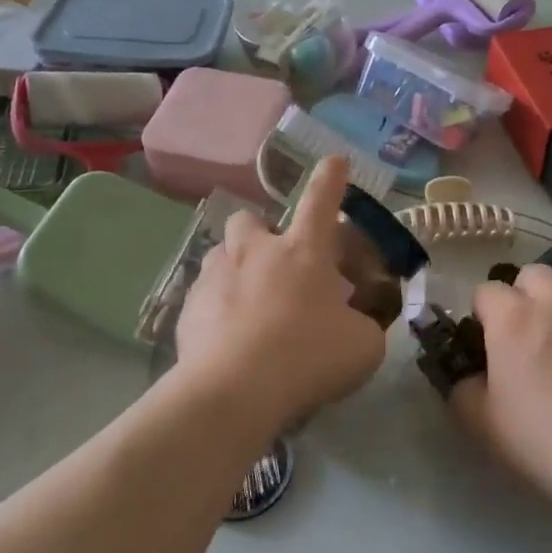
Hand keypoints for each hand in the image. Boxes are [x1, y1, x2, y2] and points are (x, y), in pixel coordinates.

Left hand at [173, 158, 388, 426]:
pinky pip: (203, 297)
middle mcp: (256, 252)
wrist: (235, 390)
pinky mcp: (188, 309)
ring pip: (220, 254)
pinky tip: (227, 339)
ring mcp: (216, 277)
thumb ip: (363, 326)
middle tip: (276, 262)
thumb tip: (357, 325)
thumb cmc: (309, 357)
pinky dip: (217, 309)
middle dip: (261, 231)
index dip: (330, 178)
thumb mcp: (363, 346)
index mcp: (303, 251)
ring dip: (235, 268)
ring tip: (248, 302)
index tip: (334, 162)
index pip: (321, 200)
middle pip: (250, 219)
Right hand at [448, 266, 551, 502]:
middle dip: (524, 296)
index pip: (486, 290)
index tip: (485, 344)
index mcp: (514, 317)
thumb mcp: (483, 423)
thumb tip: (470, 377)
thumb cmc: (543, 437)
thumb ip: (465, 389)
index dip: (482, 314)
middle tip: (525, 338)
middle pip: (534, 275)